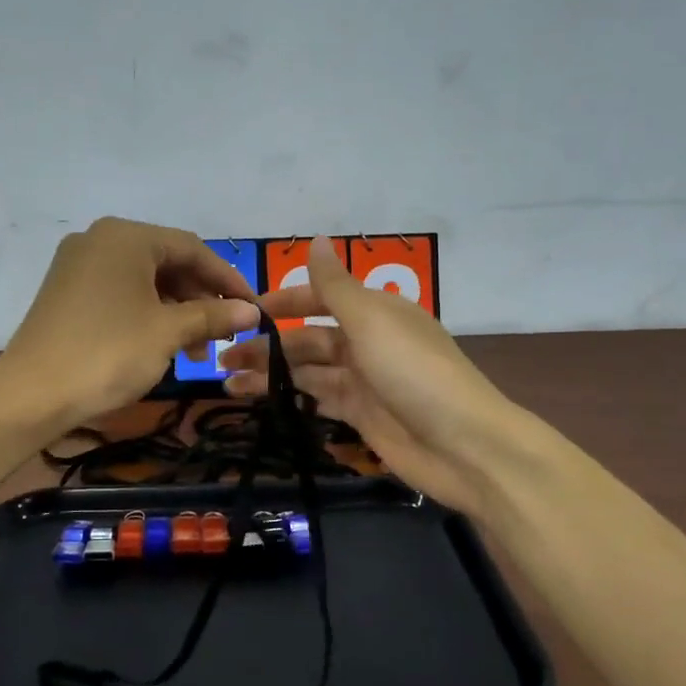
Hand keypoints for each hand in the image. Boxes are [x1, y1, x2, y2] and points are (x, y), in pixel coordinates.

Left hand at [1, 217, 259, 427]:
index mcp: (126, 237)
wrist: (30, 395)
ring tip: (196, 353)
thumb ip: (213, 315)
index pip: (191, 248)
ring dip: (175, 311)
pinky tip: (161, 345)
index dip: (227, 279)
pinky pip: (119, 292)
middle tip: (223, 335)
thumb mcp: (168, 333)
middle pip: (166, 262)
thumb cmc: (108, 354)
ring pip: (143, 280)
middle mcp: (99, 240)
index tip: (253, 308)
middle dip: (199, 299)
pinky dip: (146, 314)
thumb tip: (253, 311)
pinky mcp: (66, 291)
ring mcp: (78, 265)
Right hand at [219, 237, 511, 513]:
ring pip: (307, 370)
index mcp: (375, 311)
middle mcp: (368, 341)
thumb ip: (335, 286)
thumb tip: (315, 239)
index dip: (284, 301)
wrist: (463, 446)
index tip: (244, 311)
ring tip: (226, 380)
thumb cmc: (414, 372)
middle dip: (268, 343)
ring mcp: (364, 381)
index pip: (321, 297)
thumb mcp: (371, 321)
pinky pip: (317, 398)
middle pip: (309, 337)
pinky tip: (256, 399)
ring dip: (270, 372)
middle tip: (222, 353)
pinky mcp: (360, 415)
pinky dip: (288, 397)